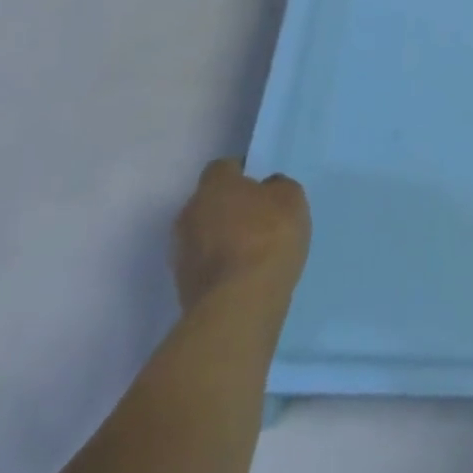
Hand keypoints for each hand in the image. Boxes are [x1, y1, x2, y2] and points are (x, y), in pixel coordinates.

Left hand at [171, 159, 310, 311]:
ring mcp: (181, 252)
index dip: (242, 174)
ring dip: (222, 239)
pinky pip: (204, 265)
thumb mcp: (291, 200)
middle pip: (210, 202)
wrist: (238, 305)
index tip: (261, 186)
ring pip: (204, 235)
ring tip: (251, 253)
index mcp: (213, 185)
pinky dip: (220, 267)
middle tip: (258, 219)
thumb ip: (278, 187)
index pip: (223, 167)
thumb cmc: (268, 238)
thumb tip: (267, 188)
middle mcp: (189, 212)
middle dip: (230, 208)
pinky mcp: (182, 286)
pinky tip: (243, 277)